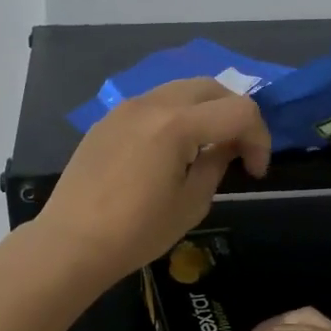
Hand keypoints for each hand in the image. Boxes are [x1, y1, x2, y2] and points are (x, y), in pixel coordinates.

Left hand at [33, 78, 270, 280]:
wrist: (71, 242)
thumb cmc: (136, 231)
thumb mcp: (191, 203)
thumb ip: (216, 165)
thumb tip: (226, 147)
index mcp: (177, 123)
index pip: (239, 110)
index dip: (259, 138)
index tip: (255, 171)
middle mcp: (152, 103)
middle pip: (211, 87)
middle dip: (235, 114)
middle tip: (237, 150)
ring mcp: (125, 108)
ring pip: (180, 90)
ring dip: (204, 110)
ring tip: (206, 147)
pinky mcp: (107, 120)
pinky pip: (153, 104)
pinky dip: (175, 115)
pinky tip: (170, 150)